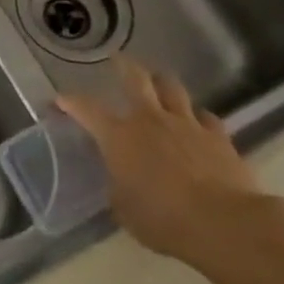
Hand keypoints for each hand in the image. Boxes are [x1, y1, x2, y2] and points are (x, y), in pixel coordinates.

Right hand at [58, 58, 272, 266]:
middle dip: (124, 66)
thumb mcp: (124, 209)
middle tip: (118, 60)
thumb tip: (120, 180)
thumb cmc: (163, 219)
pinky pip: (206, 117)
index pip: (86, 109)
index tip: (60, 100)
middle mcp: (149, 119)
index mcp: (119, 136)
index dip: (70, 102)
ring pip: (172, 88)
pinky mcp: (218, 136)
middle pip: (136, 78)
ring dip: (163, 84)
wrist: (223, 223)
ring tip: (159, 83)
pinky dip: (199, 118)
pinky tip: (198, 124)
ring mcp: (186, 124)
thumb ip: (118, 186)